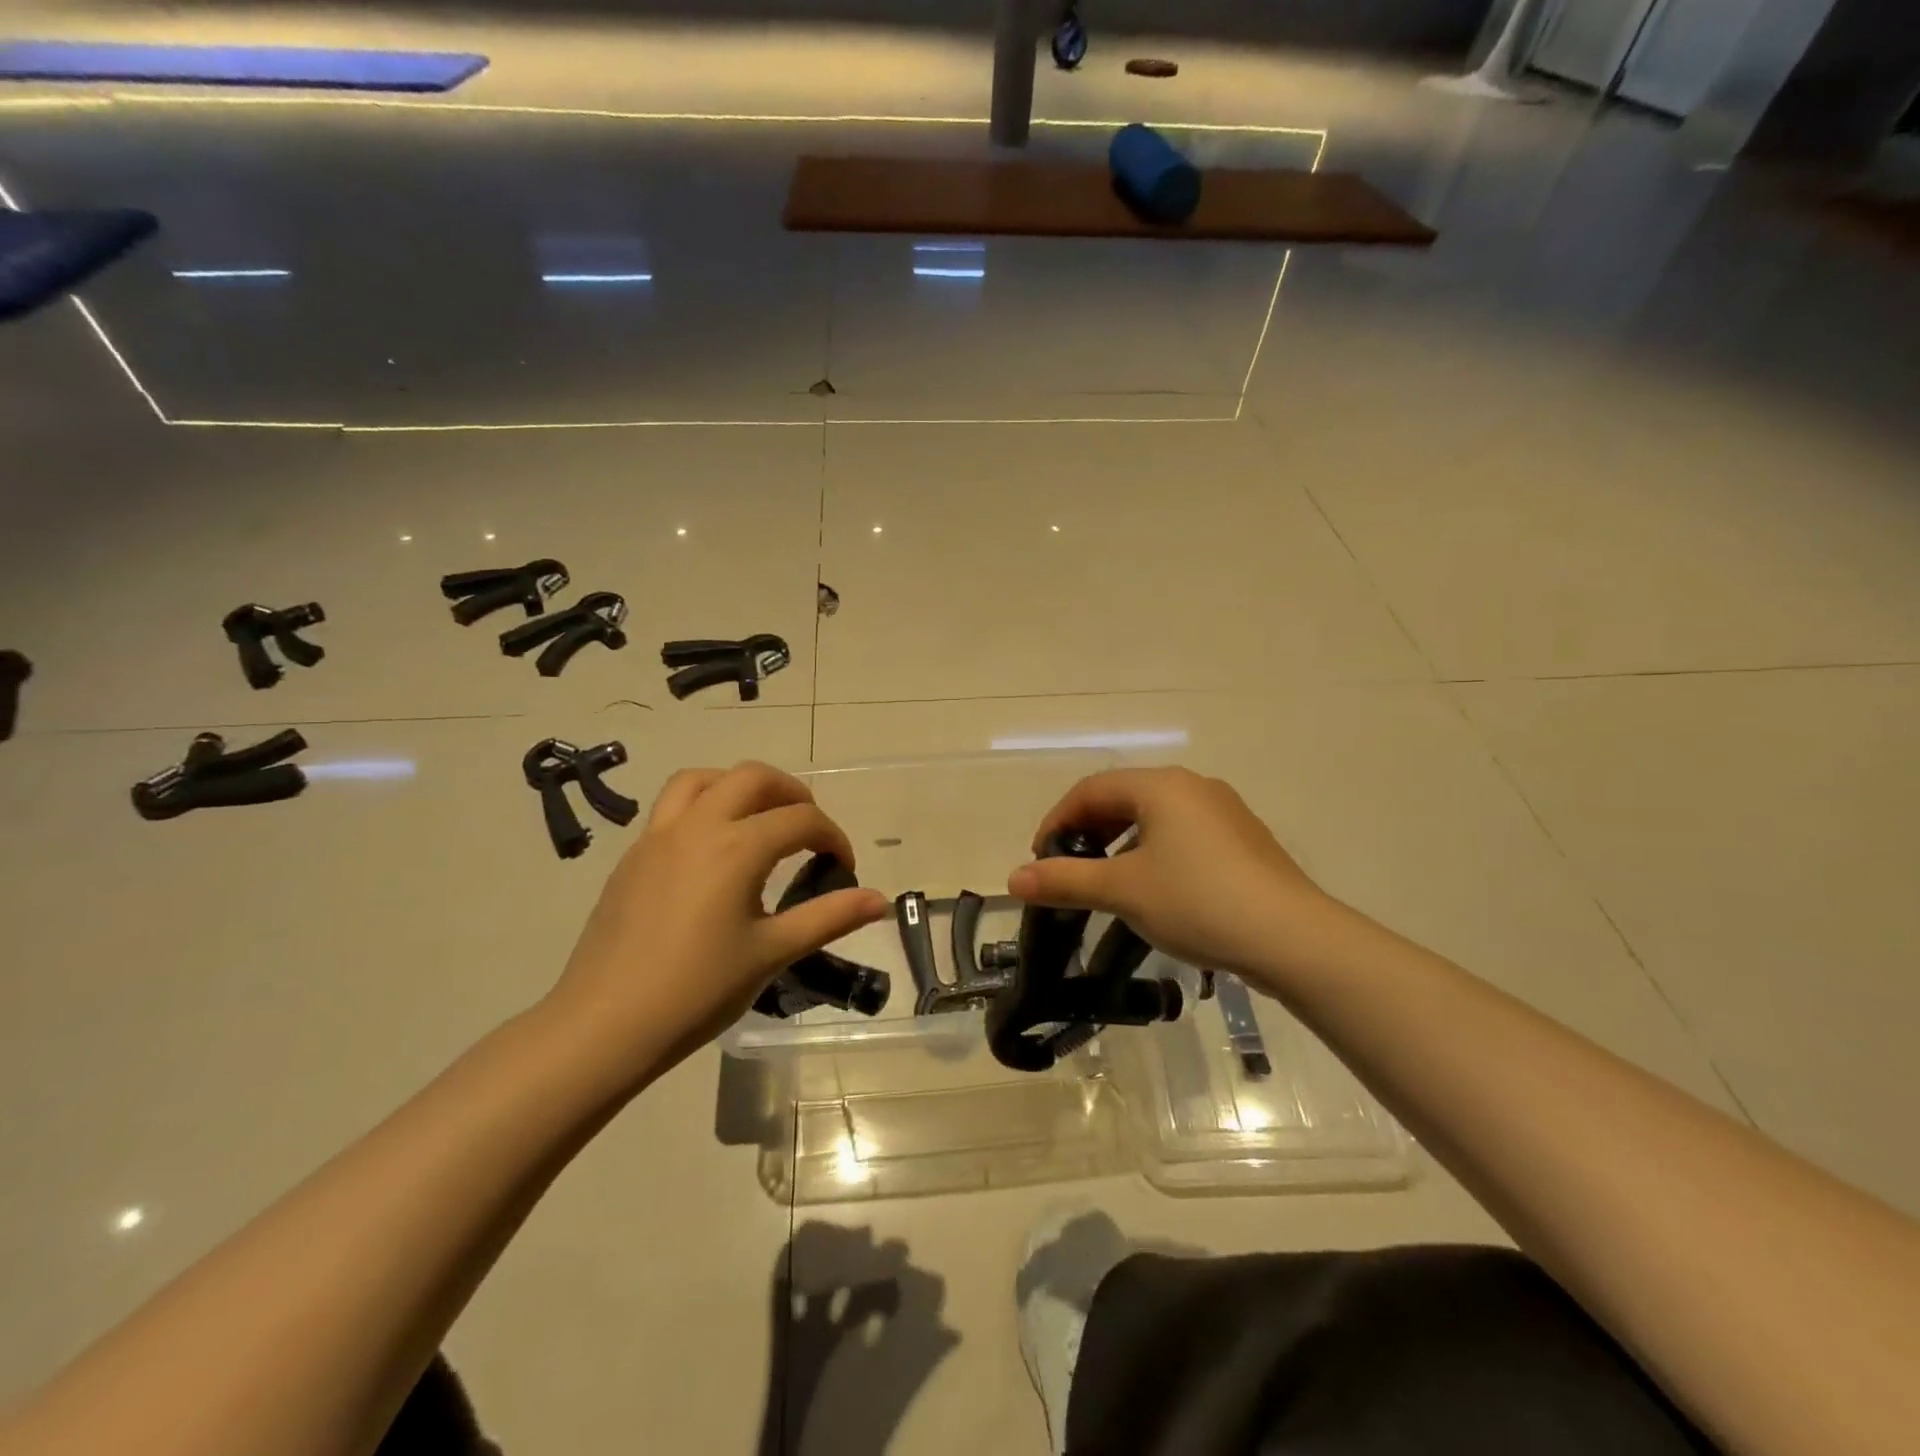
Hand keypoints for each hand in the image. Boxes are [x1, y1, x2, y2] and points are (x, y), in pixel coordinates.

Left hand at [547, 762, 888, 1083]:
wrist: (604, 1025)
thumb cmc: (696, 991)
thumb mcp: (771, 954)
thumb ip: (828, 917)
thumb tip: (879, 900)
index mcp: (736, 847)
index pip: (801, 819)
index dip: (832, 837)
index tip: (842, 868)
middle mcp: (697, 826)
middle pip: (753, 777)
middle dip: (791, 793)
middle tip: (809, 829)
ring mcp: (658, 836)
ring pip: (703, 779)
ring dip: (740, 787)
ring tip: (759, 820)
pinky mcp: (632, 855)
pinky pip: (673, 806)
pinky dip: (704, 804)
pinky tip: (712, 850)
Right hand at [1008, 768, 1328, 983]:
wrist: (1292, 938)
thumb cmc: (1197, 902)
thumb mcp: (1122, 891)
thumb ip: (1064, 880)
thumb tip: (1013, 878)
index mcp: (1161, 786)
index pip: (1091, 789)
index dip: (1058, 820)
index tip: (1040, 858)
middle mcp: (1193, 786)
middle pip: (1123, 797)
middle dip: (1088, 831)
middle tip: (1069, 868)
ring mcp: (1224, 811)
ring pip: (1155, 817)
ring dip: (1120, 843)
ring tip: (1107, 881)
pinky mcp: (1244, 839)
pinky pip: (1183, 833)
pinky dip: (1154, 852)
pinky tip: (1155, 888)